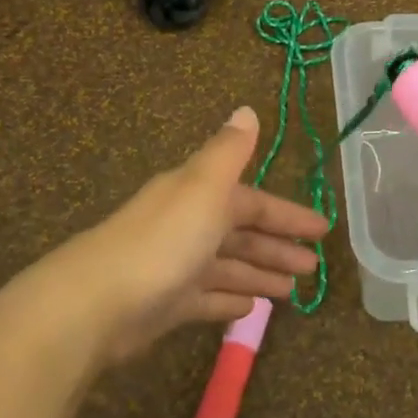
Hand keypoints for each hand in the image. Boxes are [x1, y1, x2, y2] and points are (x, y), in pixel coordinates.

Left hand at [26, 106, 329, 367]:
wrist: (96, 302)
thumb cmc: (163, 241)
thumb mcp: (203, 187)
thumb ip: (229, 152)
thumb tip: (247, 109)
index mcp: (198, 195)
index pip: (252, 200)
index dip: (287, 214)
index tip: (322, 230)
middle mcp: (187, 225)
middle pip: (241, 234)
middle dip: (277, 247)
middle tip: (314, 267)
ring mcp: (175, 266)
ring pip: (227, 266)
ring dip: (259, 274)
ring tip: (293, 291)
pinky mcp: (164, 304)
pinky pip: (207, 298)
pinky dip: (230, 299)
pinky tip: (251, 308)